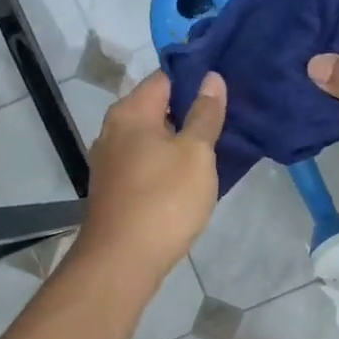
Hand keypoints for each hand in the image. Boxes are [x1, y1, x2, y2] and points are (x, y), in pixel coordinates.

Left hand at [76, 70, 225, 281]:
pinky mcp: (114, 189)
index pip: (166, 78)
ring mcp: (110, 161)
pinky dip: (166, 164)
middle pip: (157, 108)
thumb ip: (205, 114)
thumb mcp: (195, 153)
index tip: (226, 88)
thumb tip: (211, 77)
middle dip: (190, 111)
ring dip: (179, 141)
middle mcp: (113, 130)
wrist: (123, 260)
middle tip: (227, 120)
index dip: (196, 79)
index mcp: (131, 112)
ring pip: (151, 139)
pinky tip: (189, 178)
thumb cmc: (164, 200)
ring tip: (214, 148)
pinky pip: (145, 164)